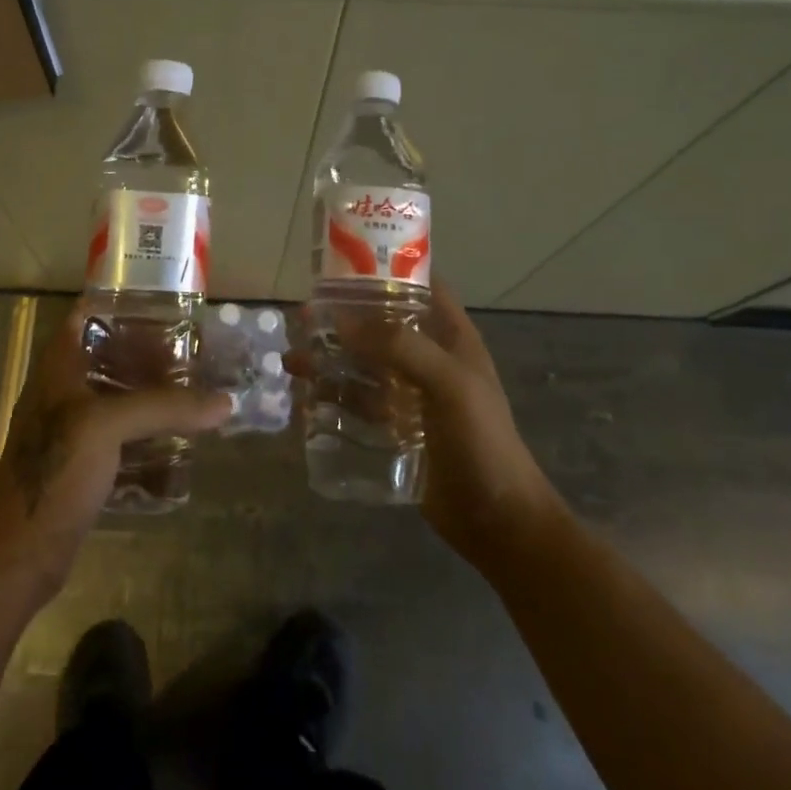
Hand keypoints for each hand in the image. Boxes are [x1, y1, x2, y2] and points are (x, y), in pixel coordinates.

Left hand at [0, 302, 231, 597]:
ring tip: (193, 390)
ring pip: (117, 398)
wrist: (21, 554)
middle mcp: (63, 393)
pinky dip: (148, 435)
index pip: (84, 316)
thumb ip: (165, 407)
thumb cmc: (55, 471)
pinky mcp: (84, 466)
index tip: (161, 303)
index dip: (118, 304)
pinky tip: (179, 440)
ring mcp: (72, 431)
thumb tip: (225, 402)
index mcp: (58, 369)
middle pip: (108, 357)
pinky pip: (123, 438)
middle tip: (190, 350)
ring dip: (151, 395)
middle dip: (147, 352)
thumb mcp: (107, 425)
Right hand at [294, 280, 564, 569]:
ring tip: (293, 362)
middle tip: (304, 318)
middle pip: (380, 326)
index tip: (342, 268)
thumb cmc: (482, 441)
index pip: (418, 288)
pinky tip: (305, 399)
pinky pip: (358, 404)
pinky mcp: (395, 429)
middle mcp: (428, 359)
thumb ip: (399, 346)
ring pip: (363, 366)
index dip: (385, 272)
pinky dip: (332, 397)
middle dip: (343, 320)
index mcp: (451, 338)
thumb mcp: (449, 383)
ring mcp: (410, 396)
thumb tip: (341, 320)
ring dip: (330, 360)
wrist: (497, 522)